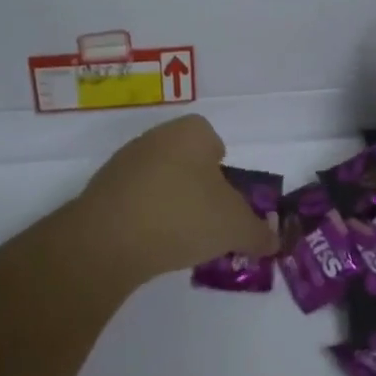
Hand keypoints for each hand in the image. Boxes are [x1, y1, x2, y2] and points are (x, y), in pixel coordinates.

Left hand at [72, 115, 277, 288]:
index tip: (227, 201)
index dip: (224, 171)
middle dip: (198, 188)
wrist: (109, 239)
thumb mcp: (235, 228)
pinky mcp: (101, 189)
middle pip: (187, 160)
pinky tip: (149, 243)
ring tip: (179, 238)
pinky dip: (144, 216)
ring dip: (170, 202)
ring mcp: (125, 162)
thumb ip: (259, 233)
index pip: (214, 141)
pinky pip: (134, 199)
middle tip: (208, 222)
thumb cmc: (183, 216)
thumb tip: (274, 242)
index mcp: (191, 132)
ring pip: (160, 179)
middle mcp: (157, 137)